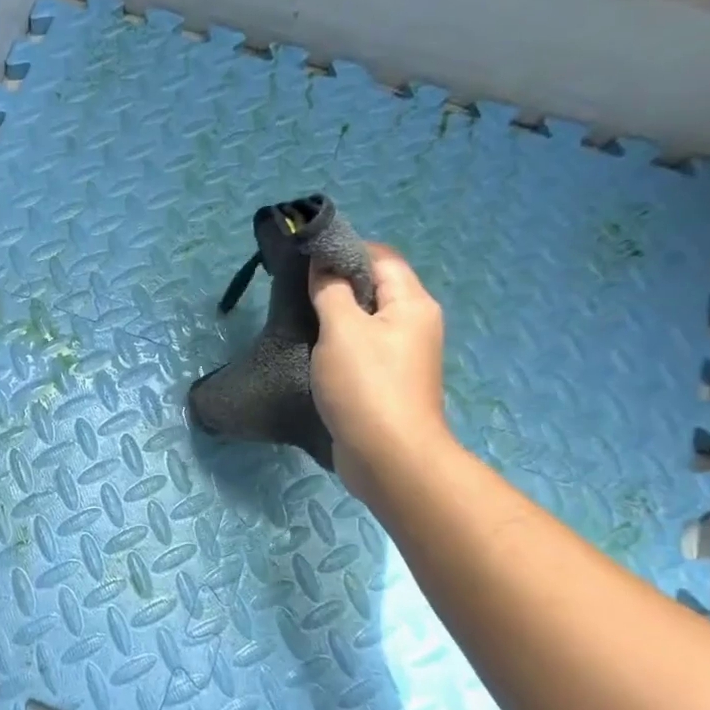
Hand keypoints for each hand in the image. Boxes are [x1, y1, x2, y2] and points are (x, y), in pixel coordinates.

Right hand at [310, 245, 452, 503]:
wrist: (389, 457)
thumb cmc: (366, 386)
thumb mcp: (341, 330)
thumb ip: (330, 292)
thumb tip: (322, 265)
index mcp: (411, 303)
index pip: (380, 257)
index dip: (344, 252)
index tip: (304, 260)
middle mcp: (414, 323)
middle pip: (375, 288)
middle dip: (337, 284)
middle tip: (296, 290)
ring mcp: (402, 355)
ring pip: (366, 321)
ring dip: (335, 317)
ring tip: (299, 319)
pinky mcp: (387, 382)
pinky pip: (362, 349)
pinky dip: (339, 344)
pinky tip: (313, 353)